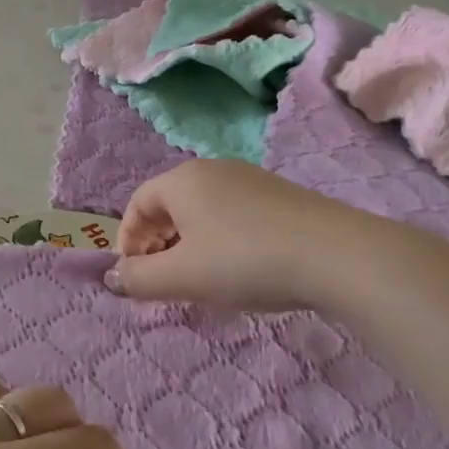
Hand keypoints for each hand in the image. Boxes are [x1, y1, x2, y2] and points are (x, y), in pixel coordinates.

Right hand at [106, 159, 365, 311]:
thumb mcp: (183, 277)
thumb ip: (140, 278)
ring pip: (202, 209)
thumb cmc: (245, 260)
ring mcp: (250, 178)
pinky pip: (232, 212)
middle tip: (162, 277)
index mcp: (182, 180)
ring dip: (188, 241)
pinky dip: (220, 237)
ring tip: (199, 276)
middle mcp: (213, 169)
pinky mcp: (279, 194)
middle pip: (169, 203)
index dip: (128, 240)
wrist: (336, 255)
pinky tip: (239, 266)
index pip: (137, 203)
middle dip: (157, 241)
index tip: (133, 276)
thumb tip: (113, 277)